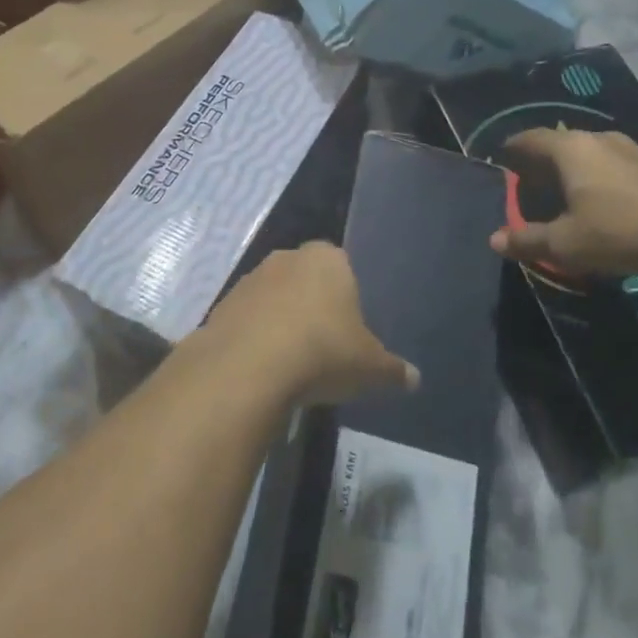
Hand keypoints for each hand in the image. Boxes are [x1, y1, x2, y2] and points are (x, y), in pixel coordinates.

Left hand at [203, 243, 418, 405]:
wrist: (248, 366)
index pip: (342, 267)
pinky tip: (261, 369)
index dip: (345, 297)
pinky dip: (254, 339)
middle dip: (312, 306)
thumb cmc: (322, 352)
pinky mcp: (222, 305)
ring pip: (273, 297)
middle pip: (305, 279)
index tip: (348, 331)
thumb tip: (414, 378)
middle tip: (322, 346)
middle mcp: (287, 258)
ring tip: (290, 363)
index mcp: (328, 259)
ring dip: (279, 321)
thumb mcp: (369, 367)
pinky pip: (247, 320)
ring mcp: (250, 279)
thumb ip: (393, 369)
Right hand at [492, 127, 637, 278]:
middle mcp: (595, 138)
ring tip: (561, 198)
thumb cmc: (621, 231)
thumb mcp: (566, 244)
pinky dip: (593, 177)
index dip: (509, 151)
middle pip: (555, 144)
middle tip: (527, 189)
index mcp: (568, 149)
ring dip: (568, 171)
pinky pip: (608, 163)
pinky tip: (599, 203)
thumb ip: (527, 240)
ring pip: (584, 153)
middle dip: (538, 164)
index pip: (527, 139)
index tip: (499, 165)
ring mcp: (627, 148)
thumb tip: (494, 239)